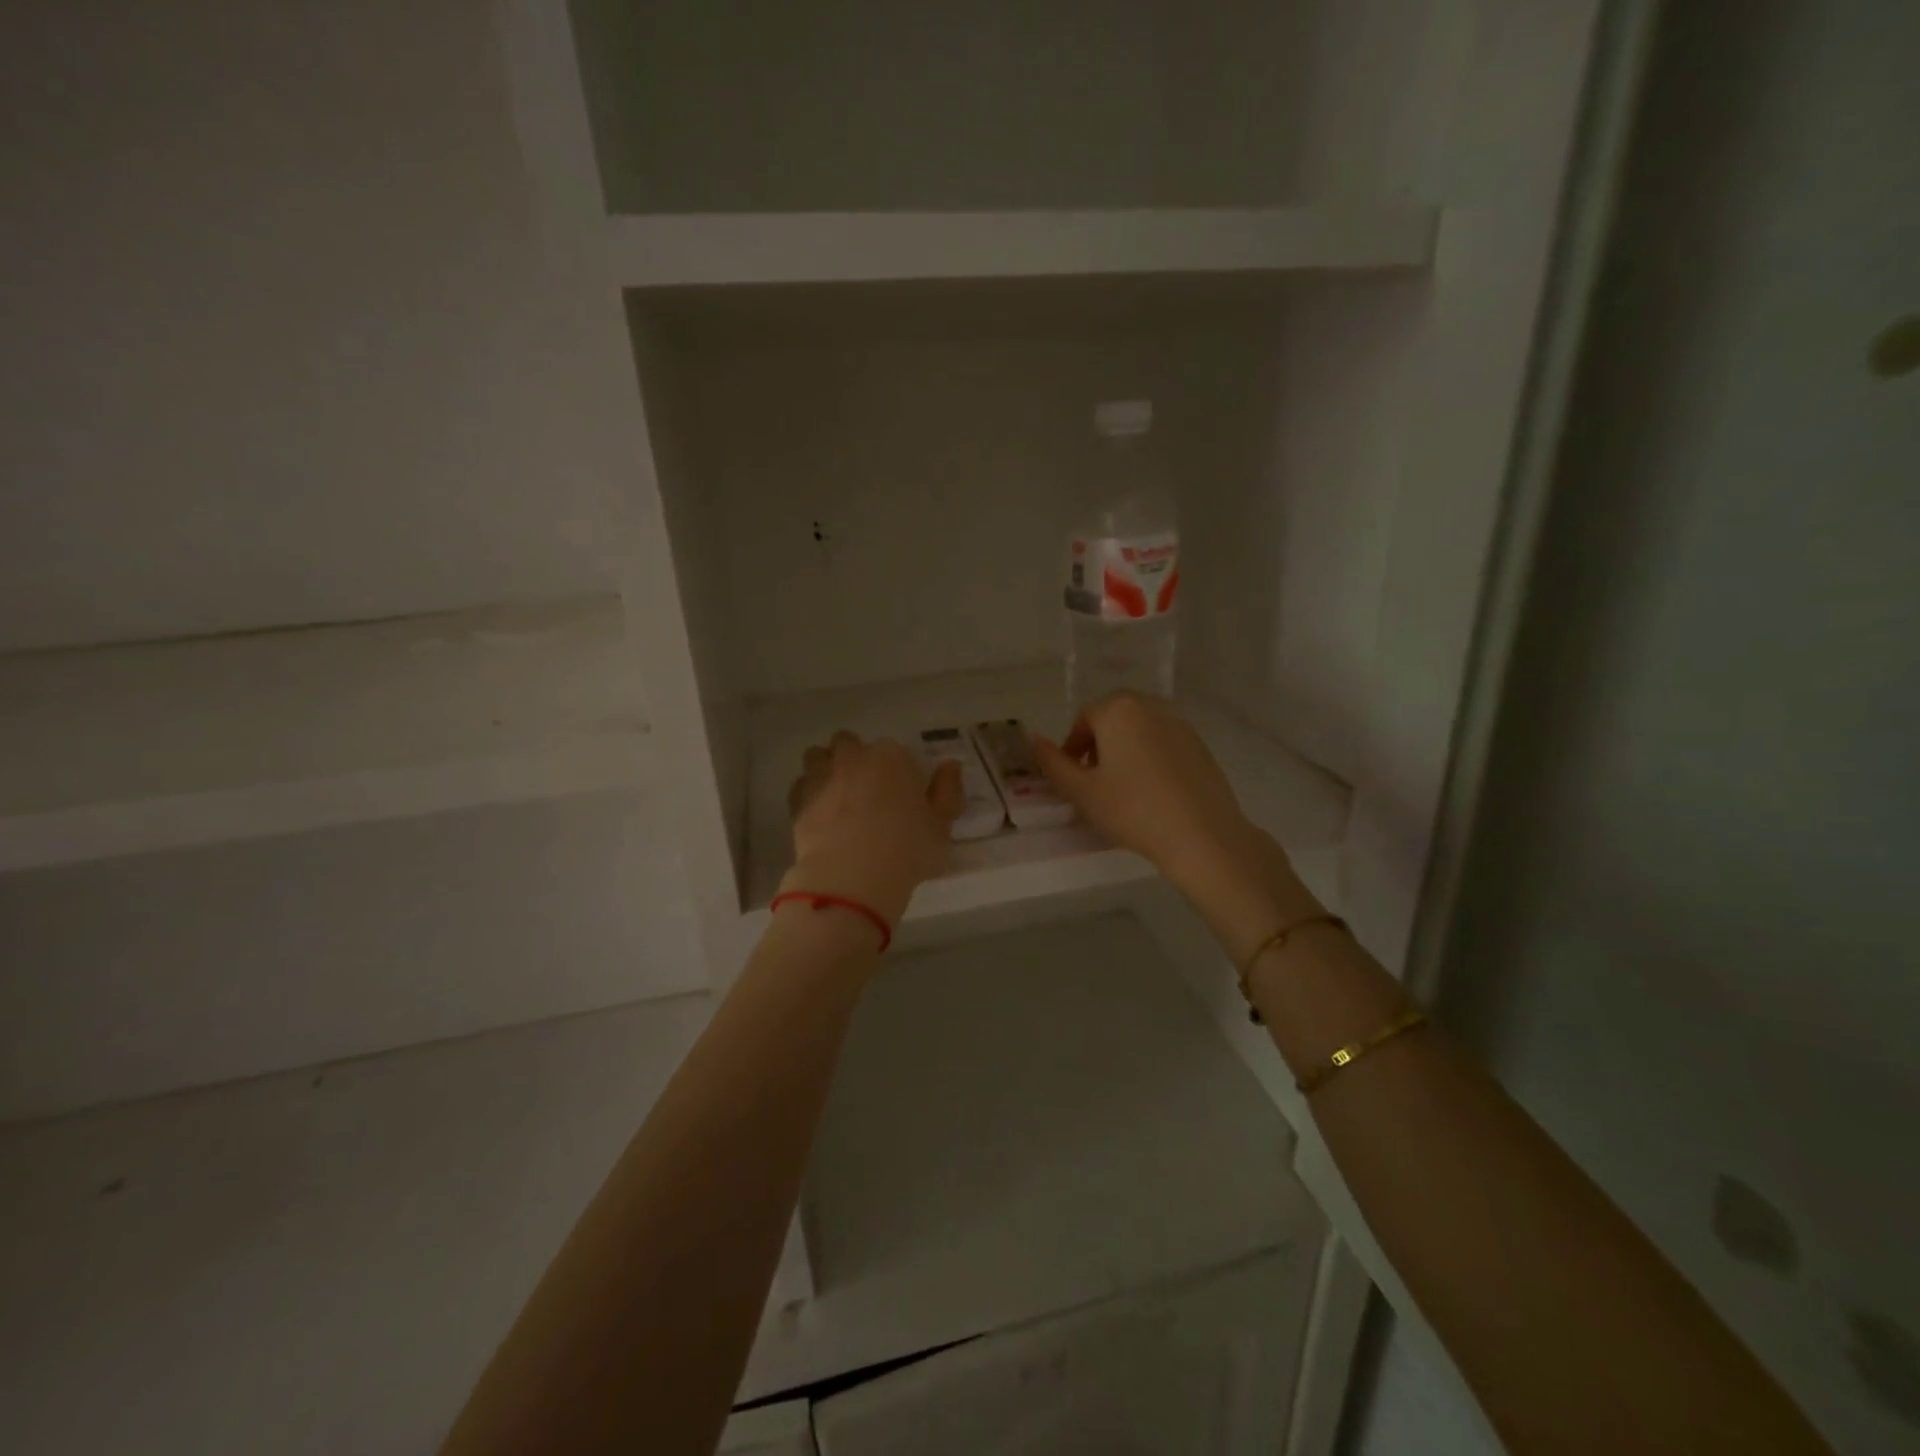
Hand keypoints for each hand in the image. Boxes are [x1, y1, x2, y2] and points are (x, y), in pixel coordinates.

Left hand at [781, 731, 962, 924]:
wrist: (852, 877)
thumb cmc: (907, 849)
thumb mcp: (942, 826)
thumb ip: (948, 792)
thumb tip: (950, 766)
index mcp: (892, 757)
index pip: (895, 751)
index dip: (898, 770)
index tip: (902, 793)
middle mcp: (853, 757)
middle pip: (848, 743)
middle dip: (854, 758)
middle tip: (867, 789)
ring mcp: (822, 776)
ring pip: (818, 756)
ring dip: (825, 767)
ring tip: (837, 795)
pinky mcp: (798, 801)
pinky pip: (801, 786)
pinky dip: (808, 793)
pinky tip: (819, 814)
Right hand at [1031, 693, 1263, 891]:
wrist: (1201, 834)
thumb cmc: (1132, 810)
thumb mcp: (1082, 791)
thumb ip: (1053, 763)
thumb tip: (1032, 739)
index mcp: (1118, 709)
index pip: (1083, 720)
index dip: (1071, 749)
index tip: (1072, 778)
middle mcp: (1150, 705)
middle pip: (1112, 719)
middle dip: (1097, 746)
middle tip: (1093, 783)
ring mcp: (1179, 723)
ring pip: (1138, 730)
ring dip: (1123, 750)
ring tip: (1122, 789)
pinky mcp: (1199, 744)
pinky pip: (1162, 742)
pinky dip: (1149, 758)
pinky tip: (1151, 792)